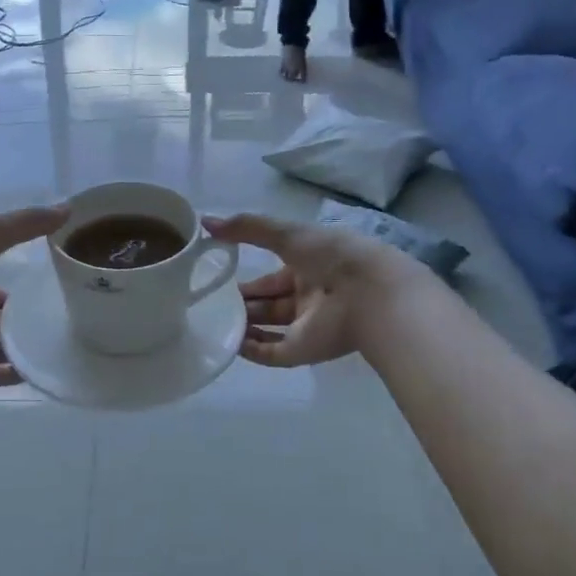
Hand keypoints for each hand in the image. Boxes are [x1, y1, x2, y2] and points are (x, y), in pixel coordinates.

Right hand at [204, 213, 430, 367]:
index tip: (218, 278)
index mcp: (308, 268)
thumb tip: (206, 222)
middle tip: (209, 301)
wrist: (369, 292)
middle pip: (268, 303)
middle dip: (242, 303)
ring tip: (211, 322)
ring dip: (243, 326)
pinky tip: (229, 343)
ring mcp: (306, 326)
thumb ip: (247, 228)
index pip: (272, 277)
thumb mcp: (286, 233)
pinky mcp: (303, 350)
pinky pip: (271, 353)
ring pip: (268, 329)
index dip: (248, 279)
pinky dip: (251, 350)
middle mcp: (307, 297)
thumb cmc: (331, 255)